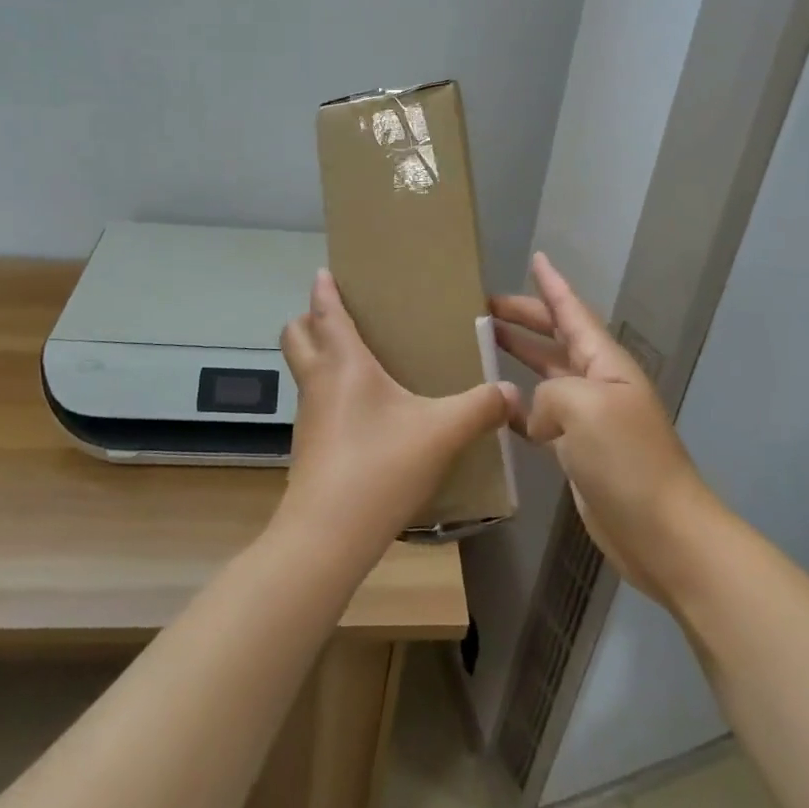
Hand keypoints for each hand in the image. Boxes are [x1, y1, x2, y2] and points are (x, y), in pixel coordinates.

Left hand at [275, 270, 512, 565]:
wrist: (327, 536)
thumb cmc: (380, 466)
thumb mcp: (442, 433)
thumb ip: (480, 408)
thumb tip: (512, 392)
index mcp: (343, 363)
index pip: (324, 311)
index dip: (323, 289)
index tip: (326, 272)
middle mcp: (318, 382)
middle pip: (296, 335)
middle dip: (309, 319)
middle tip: (343, 317)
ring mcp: (309, 416)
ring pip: (304, 370)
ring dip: (320, 356)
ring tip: (360, 361)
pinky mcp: (309, 447)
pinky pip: (316, 402)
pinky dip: (330, 392)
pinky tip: (365, 413)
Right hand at [492, 253, 715, 605]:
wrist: (661, 532)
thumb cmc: (628, 460)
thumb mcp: (586, 408)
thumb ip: (550, 394)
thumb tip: (537, 417)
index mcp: (606, 363)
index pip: (573, 313)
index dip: (553, 286)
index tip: (535, 258)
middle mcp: (598, 383)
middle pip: (557, 340)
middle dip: (525, 319)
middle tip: (484, 307)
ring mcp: (590, 419)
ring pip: (547, 376)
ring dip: (519, 358)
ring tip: (483, 344)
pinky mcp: (579, 451)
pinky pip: (543, 417)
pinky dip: (519, 408)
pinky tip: (495, 407)